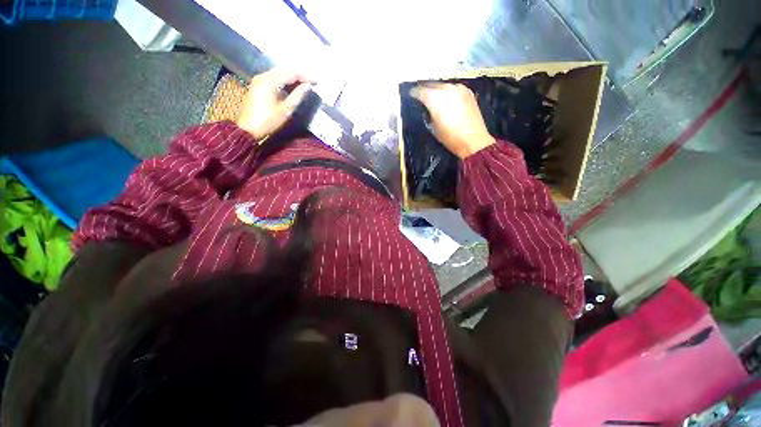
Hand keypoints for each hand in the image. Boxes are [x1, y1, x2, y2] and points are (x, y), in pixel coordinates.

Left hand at [237, 68, 313, 140]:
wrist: (248, 129)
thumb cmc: (269, 121)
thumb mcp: (286, 110)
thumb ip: (298, 96)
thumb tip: (308, 87)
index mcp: (270, 81)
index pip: (291, 73)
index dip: (305, 77)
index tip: (316, 83)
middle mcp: (263, 76)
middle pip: (284, 69)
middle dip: (299, 75)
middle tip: (311, 83)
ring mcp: (259, 79)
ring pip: (279, 72)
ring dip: (291, 77)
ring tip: (303, 85)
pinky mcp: (257, 84)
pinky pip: (273, 77)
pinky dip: (284, 80)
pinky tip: (291, 87)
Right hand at [410, 83, 495, 158]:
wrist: (473, 140)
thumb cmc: (450, 137)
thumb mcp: (432, 127)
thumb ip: (427, 113)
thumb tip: (425, 108)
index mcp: (434, 98)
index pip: (420, 91)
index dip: (413, 93)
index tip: (410, 95)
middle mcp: (446, 88)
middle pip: (431, 84)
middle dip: (424, 88)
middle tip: (420, 95)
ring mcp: (458, 88)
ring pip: (442, 84)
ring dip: (436, 89)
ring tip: (432, 97)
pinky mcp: (467, 91)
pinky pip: (453, 88)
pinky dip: (447, 91)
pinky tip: (446, 99)